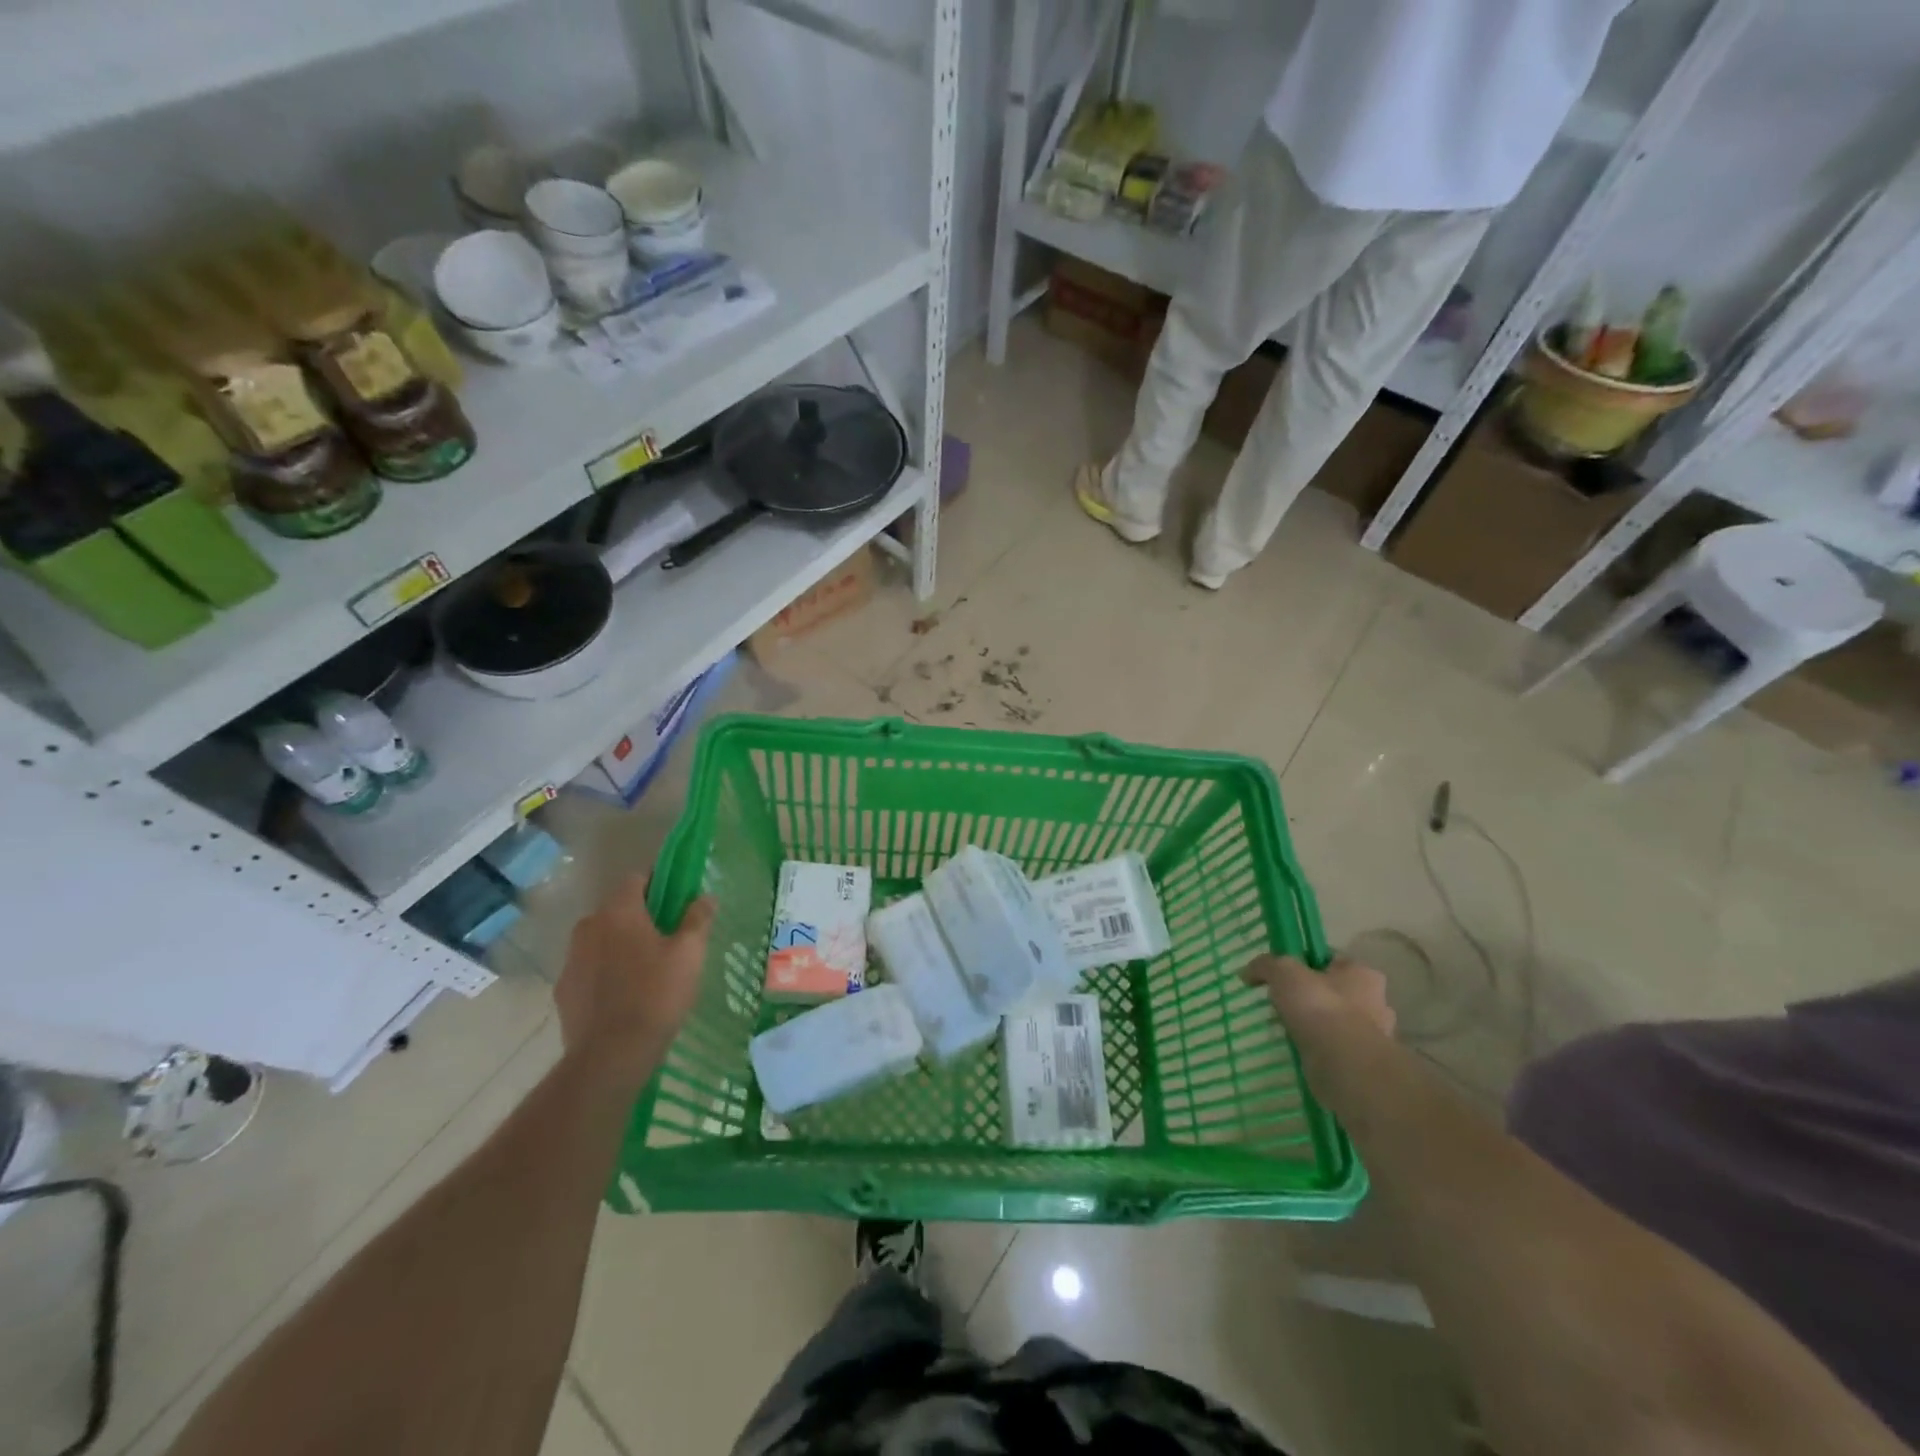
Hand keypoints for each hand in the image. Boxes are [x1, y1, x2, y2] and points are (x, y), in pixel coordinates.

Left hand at [555, 874, 714, 1089]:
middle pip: (618, 909)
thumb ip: (698, 918)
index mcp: (618, 911)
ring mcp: (571, 959)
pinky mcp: (564, 990)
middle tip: (669, 937)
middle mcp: (588, 926)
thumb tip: (705, 896)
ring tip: (648, 969)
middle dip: (641, 916)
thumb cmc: (656, 994)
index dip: (659, 884)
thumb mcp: (690, 953)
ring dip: (621, 944)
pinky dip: (606, 972)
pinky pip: (590, 968)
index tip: (678, 900)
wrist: (611, 1056)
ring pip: (602, 939)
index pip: (636, 879)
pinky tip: (625, 994)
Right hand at [1243, 953, 1394, 1114]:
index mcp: (1363, 974)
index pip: (1332, 961)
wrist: (1344, 1066)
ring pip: (1334, 1024)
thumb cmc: (1321, 1008)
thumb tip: (1248, 972)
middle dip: (1311, 998)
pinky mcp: (1360, 1064)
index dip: (1306, 964)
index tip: (1283, 975)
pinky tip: (1294, 1050)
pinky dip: (1316, 1051)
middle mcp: (1375, 1003)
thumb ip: (1265, 965)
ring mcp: (1371, 1037)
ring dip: (1313, 1027)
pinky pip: (1332, 1050)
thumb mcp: (1283, 973)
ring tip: (1283, 1029)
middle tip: (1282, 1003)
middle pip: (1334, 993)